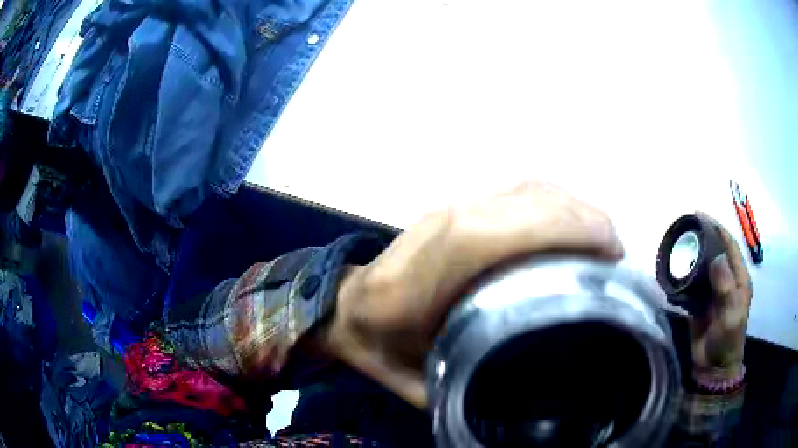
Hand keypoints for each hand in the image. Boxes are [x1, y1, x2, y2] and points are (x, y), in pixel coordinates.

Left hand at [323, 182, 623, 407]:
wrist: (346, 308)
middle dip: (584, 218)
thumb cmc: (379, 346)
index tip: (609, 254)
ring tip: (604, 240)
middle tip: (617, 254)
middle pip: (525, 200)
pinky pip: (518, 191)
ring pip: (527, 189)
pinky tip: (574, 227)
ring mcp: (452, 207)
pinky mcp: (461, 206)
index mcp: (429, 272)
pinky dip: (556, 202)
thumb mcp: (416, 383)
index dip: (561, 230)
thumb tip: (525, 398)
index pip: (498, 232)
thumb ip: (462, 393)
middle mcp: (445, 224)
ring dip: (574, 207)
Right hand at [688, 213, 751, 378]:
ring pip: (703, 267)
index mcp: (739, 279)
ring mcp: (713, 293)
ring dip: (693, 256)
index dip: (717, 228)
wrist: (713, 369)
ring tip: (678, 246)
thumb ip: (725, 288)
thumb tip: (716, 257)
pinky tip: (674, 272)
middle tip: (686, 228)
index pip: (730, 246)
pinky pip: (692, 285)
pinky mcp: (700, 304)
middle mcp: (727, 281)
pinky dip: (684, 277)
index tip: (700, 216)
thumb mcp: (730, 315)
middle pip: (716, 252)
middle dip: (704, 237)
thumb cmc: (726, 341)